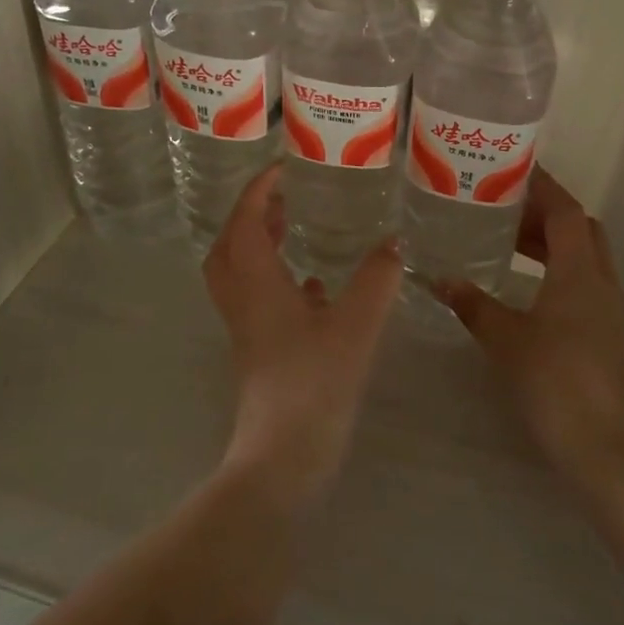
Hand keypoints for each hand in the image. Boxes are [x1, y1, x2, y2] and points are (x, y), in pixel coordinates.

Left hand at [203, 163, 399, 509]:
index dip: (258, 190)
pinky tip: (316, 287)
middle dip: (249, 214)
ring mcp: (248, 330)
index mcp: (256, 283)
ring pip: (241, 274)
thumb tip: (394, 242)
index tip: (282, 167)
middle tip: (281, 196)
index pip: (245, 222)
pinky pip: (259, 301)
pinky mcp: (260, 352)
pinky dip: (278, 281)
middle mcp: (243, 301)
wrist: (283, 457)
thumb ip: (377, 279)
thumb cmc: (314, 382)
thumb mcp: (356, 323)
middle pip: (229, 246)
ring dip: (258, 245)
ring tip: (291, 227)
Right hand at [440, 169, 623, 492]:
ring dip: (552, 245)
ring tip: (509, 245)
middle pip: (580, 230)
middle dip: (546, 214)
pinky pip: (585, 286)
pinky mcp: (610, 337)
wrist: (611, 452)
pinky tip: (528, 293)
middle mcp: (601, 283)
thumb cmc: (557, 384)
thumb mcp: (507, 341)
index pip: (566, 211)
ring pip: (584, 259)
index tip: (514, 171)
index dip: (543, 187)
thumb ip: (475, 306)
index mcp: (579, 273)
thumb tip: (442, 280)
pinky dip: (558, 274)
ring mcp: (611, 312)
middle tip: (505, 210)